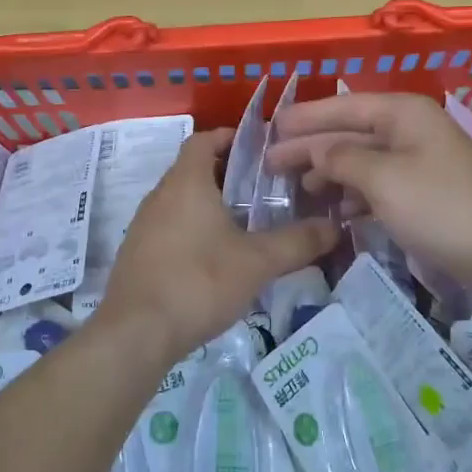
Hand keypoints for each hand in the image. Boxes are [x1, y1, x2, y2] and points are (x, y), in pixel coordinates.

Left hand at [98, 128, 338, 361]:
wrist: (136, 333)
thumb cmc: (198, 282)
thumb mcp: (257, 262)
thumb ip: (298, 242)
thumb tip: (334, 227)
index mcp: (186, 182)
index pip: (204, 140)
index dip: (230, 137)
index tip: (260, 150)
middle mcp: (160, 195)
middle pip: (194, 170)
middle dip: (228, 175)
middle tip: (265, 190)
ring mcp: (144, 226)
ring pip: (181, 201)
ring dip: (211, 205)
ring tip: (247, 224)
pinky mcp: (138, 254)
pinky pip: (170, 228)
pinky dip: (194, 230)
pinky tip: (216, 259)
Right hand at [266, 92, 471, 305]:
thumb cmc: (439, 207)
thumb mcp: (383, 179)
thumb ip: (342, 159)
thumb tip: (317, 151)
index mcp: (403, 113)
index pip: (343, 107)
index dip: (305, 118)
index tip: (271, 129)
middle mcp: (410, 129)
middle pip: (350, 133)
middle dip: (312, 147)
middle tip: (271, 163)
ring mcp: (419, 162)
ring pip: (363, 160)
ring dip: (331, 173)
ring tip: (298, 189)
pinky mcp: (424, 192)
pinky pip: (379, 184)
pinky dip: (355, 195)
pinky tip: (336, 211)